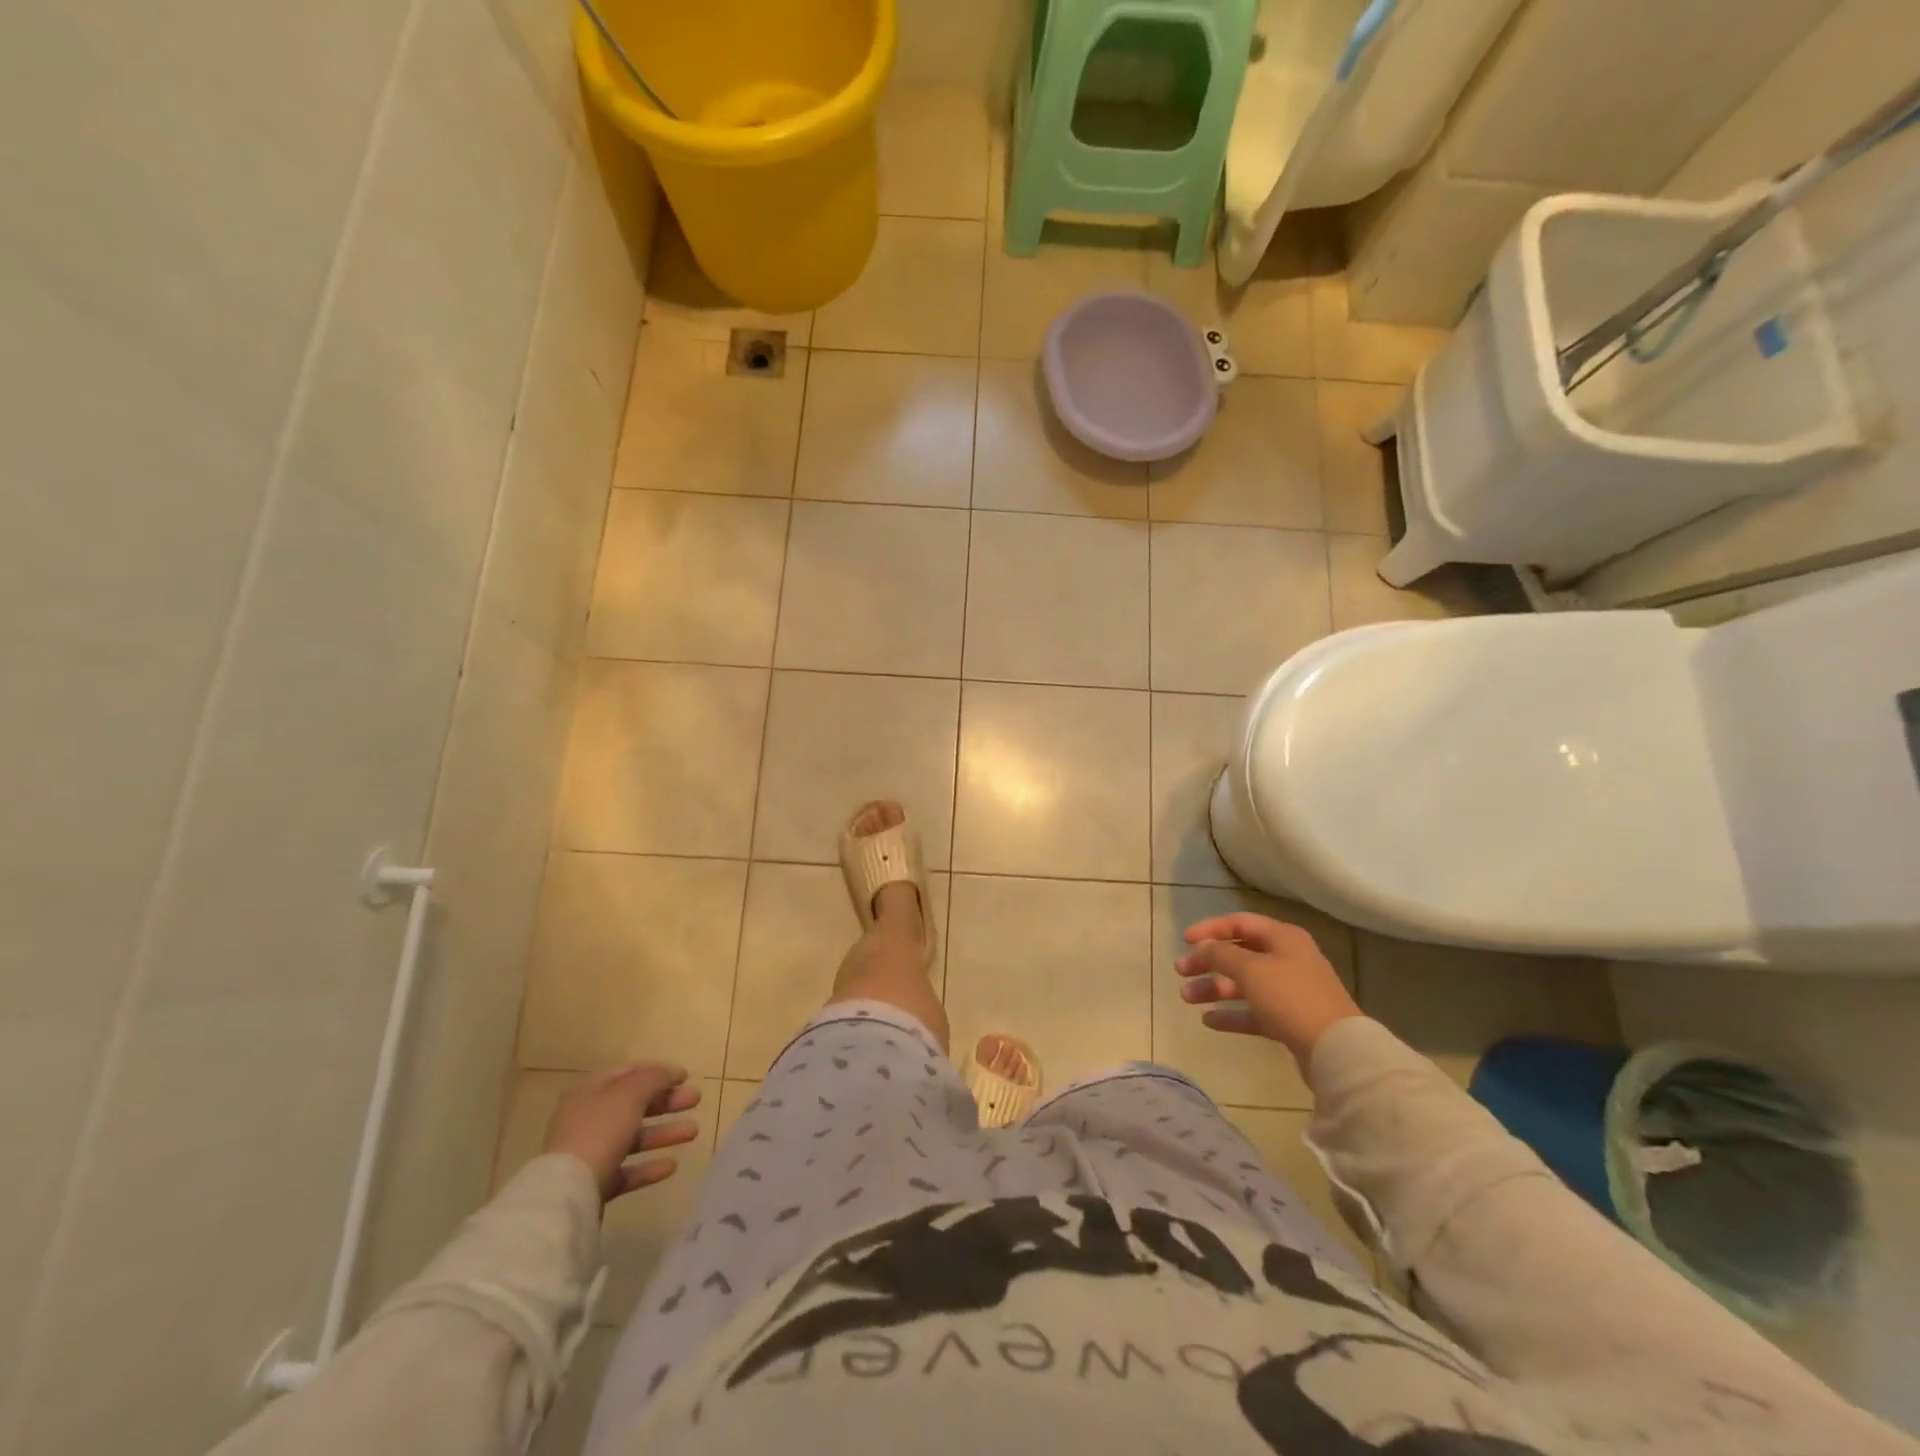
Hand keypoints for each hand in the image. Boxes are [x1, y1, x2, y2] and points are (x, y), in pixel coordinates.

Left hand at [543, 1063, 702, 1204]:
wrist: (567, 1192)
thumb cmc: (600, 1131)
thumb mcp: (630, 1094)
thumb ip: (654, 1078)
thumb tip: (670, 1072)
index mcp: (591, 1092)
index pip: (628, 1074)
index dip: (658, 1071)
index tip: (685, 1076)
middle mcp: (588, 1119)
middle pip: (634, 1105)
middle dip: (667, 1102)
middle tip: (695, 1100)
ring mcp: (590, 1153)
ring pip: (634, 1138)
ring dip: (664, 1133)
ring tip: (694, 1132)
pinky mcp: (595, 1184)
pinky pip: (627, 1170)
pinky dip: (649, 1166)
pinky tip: (671, 1166)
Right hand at [1176, 913, 1361, 1064]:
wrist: (1336, 1050)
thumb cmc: (1290, 997)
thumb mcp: (1250, 969)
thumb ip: (1220, 954)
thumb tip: (1202, 947)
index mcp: (1283, 938)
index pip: (1239, 923)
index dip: (1210, 929)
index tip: (1184, 941)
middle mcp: (1287, 959)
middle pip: (1239, 954)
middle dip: (1208, 962)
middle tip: (1181, 972)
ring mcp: (1289, 991)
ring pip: (1244, 984)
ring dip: (1215, 988)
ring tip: (1187, 998)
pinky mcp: (1289, 1020)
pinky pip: (1253, 1012)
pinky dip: (1231, 1013)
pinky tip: (1209, 1021)